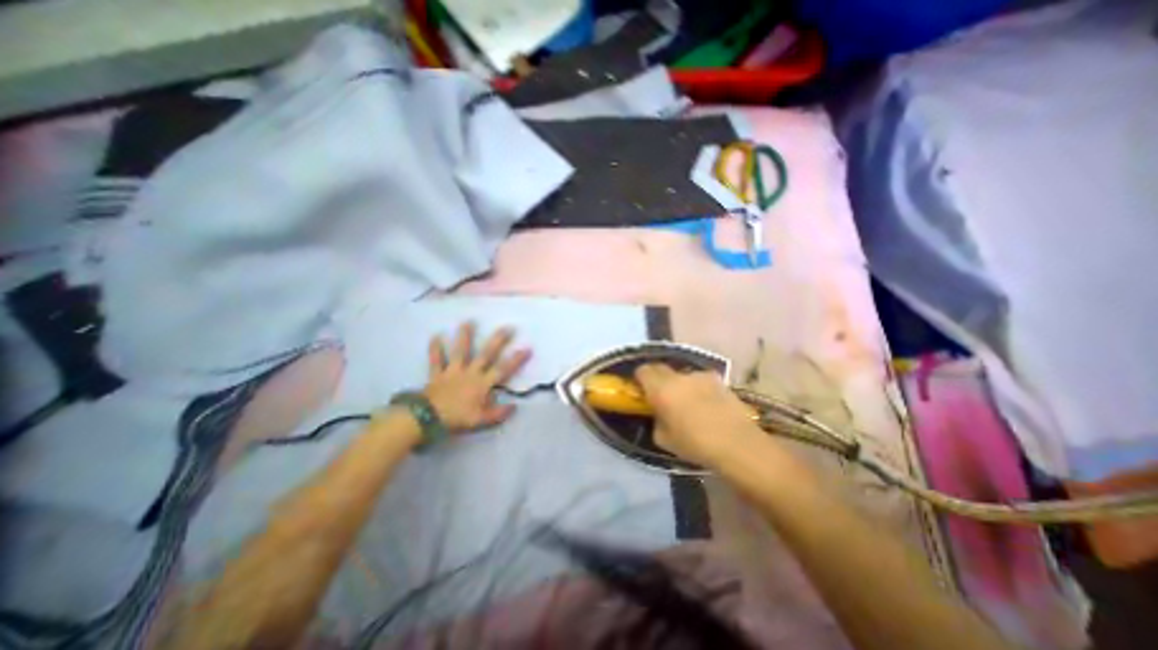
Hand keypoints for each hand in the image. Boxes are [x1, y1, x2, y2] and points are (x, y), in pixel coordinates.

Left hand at [425, 322, 533, 434]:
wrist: (428, 418)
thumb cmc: (457, 418)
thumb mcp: (481, 420)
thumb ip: (498, 413)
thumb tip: (514, 406)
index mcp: (482, 384)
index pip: (503, 370)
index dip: (516, 360)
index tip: (527, 347)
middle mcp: (470, 373)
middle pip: (486, 354)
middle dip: (497, 340)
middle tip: (507, 327)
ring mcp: (453, 371)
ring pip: (460, 351)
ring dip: (464, 336)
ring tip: (468, 321)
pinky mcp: (438, 374)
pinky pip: (436, 360)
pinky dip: (435, 349)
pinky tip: (434, 336)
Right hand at [632, 366, 761, 466]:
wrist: (738, 444)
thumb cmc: (695, 444)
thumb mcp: (664, 439)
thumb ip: (656, 420)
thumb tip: (659, 413)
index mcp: (661, 389)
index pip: (643, 370)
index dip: (639, 378)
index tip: (641, 389)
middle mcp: (679, 376)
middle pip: (661, 367)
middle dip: (657, 378)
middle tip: (660, 395)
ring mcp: (700, 376)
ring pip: (682, 374)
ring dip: (679, 383)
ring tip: (688, 402)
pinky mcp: (718, 380)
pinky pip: (700, 380)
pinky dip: (698, 388)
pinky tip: (706, 404)